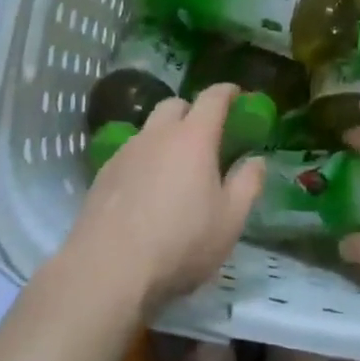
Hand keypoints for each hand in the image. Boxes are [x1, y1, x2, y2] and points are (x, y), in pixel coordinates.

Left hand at [65, 84, 266, 313]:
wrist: (107, 269)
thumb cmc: (180, 242)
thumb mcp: (229, 220)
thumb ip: (247, 184)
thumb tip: (256, 160)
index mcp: (193, 137)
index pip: (213, 98)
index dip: (227, 92)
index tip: (237, 95)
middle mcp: (157, 134)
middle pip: (175, 105)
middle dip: (193, 110)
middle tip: (206, 134)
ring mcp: (125, 152)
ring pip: (149, 129)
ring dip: (165, 136)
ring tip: (175, 167)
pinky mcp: (103, 174)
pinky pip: (130, 153)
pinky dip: (144, 160)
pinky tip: (147, 190)